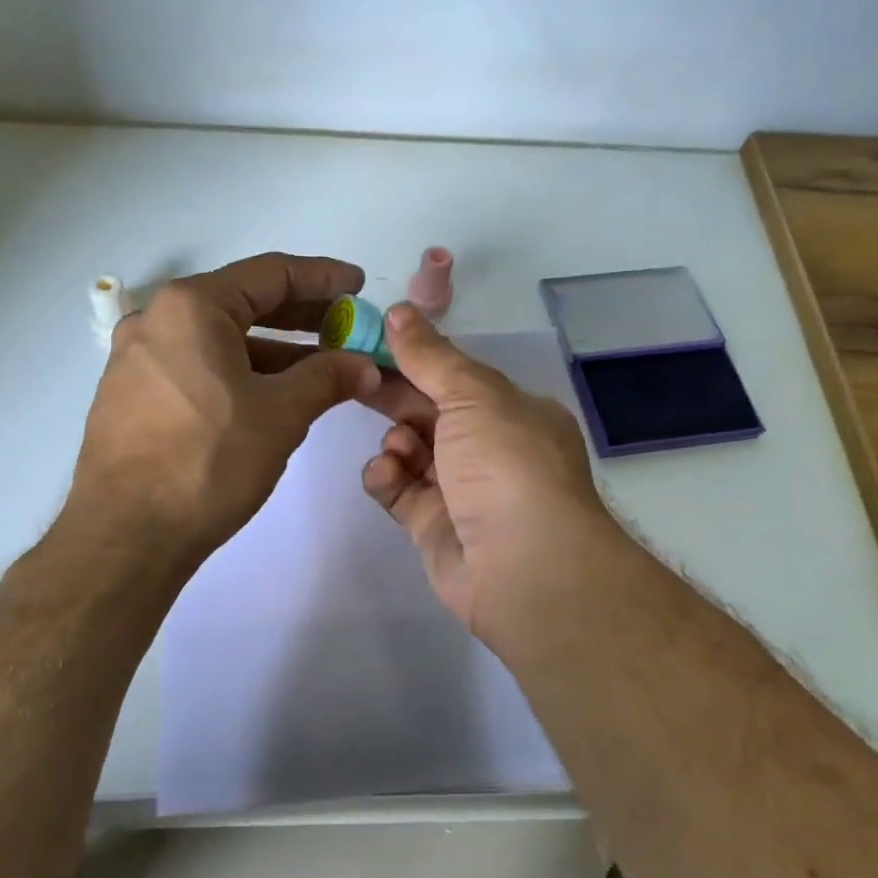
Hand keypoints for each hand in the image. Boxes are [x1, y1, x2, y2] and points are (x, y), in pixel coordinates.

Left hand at [69, 253, 381, 564]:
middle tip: (345, 328)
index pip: (270, 274)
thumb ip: (327, 378)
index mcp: (191, 307)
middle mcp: (156, 320)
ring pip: (219, 342)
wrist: (127, 534)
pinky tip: (268, 398)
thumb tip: (364, 366)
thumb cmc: (209, 461)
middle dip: (300, 316)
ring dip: (272, 351)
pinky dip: (238, 373)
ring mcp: (136, 360)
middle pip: (242, 303)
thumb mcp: (281, 415)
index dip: (323, 278)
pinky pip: (196, 368)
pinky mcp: (130, 397)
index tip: (358, 285)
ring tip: (319, 369)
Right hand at [362, 303, 614, 635]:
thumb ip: (430, 356)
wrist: (522, 565)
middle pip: (430, 413)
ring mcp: (461, 490)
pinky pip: (399, 491)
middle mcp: (490, 450)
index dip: (416, 359)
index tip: (372, 342)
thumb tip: (397, 311)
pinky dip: (387, 478)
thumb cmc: (505, 463)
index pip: (456, 378)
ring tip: (398, 448)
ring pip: (412, 452)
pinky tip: (385, 474)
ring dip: (396, 442)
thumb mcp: (472, 395)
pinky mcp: (433, 526)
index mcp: (511, 413)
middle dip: (395, 396)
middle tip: (354, 379)